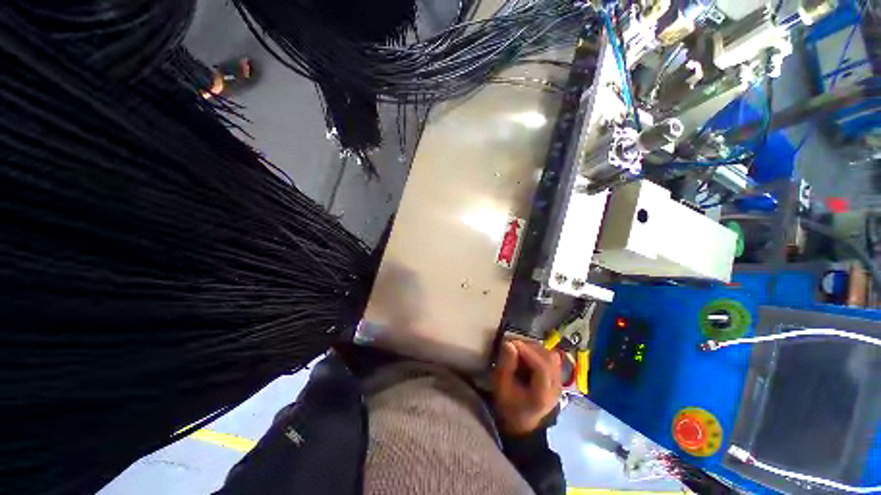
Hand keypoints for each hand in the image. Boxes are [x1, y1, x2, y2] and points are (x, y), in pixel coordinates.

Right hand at [493, 339, 561, 435]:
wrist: (521, 422)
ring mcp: (558, 382)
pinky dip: (537, 352)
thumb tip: (508, 343)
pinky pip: (550, 358)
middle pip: (549, 359)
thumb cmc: (508, 405)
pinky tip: (526, 354)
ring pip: (551, 356)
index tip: (511, 343)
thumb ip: (505, 365)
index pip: (542, 368)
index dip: (527, 352)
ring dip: (534, 348)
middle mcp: (556, 387)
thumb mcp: (501, 387)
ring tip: (518, 348)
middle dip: (529, 347)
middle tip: (512, 344)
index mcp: (543, 395)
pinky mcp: (556, 377)